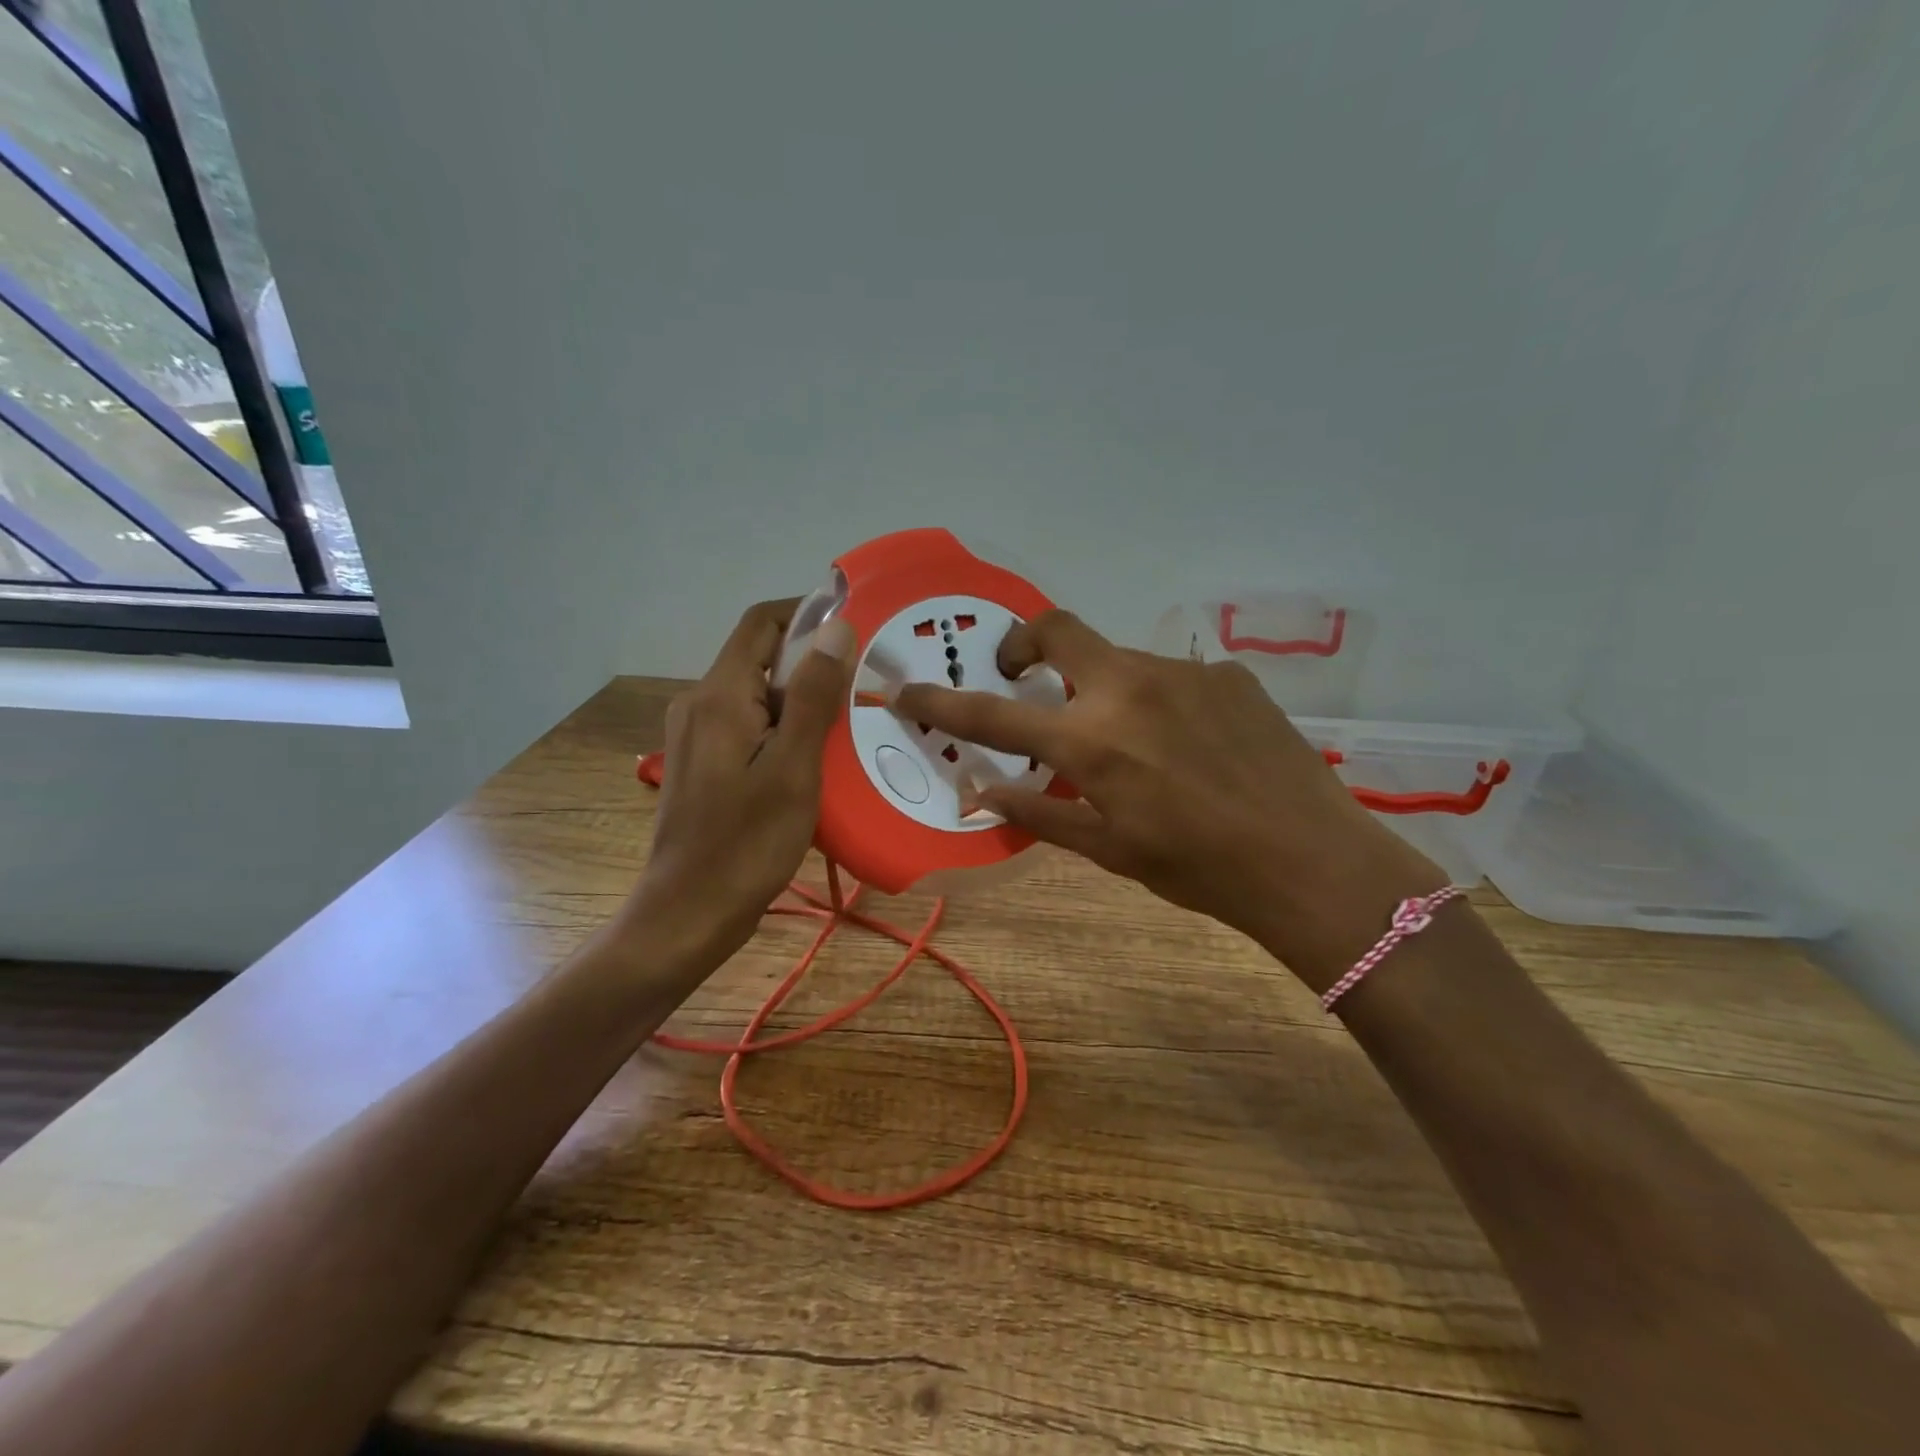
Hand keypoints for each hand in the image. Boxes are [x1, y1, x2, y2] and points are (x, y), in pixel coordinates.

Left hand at [631, 599, 855, 966]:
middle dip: (814, 665)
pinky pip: (752, 728)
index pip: (762, 624)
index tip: (857, 629)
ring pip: (760, 696)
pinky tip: (820, 760)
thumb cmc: (746, 843)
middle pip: (762, 659)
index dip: (808, 613)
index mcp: (720, 695)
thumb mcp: (793, 768)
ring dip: (805, 702)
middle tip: (867, 686)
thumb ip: (815, 696)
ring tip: (853, 725)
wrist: (688, 914)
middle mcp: (701, 704)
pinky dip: (787, 731)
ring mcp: (699, 736)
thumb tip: (837, 628)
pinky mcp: (706, 764)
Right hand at [897, 611, 1443, 987]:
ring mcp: (1183, 672)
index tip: (907, 692)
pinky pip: (1171, 676)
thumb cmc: (1197, 868)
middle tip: (1023, 677)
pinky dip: (1156, 701)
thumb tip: (980, 793)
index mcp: (1092, 741)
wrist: (1310, 861)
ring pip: (1118, 660)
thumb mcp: (1108, 850)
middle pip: (1057, 629)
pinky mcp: (1227, 674)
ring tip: (1131, 742)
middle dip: (1024, 644)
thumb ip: (1039, 812)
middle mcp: (1130, 689)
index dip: (941, 704)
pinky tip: (1187, 743)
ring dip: (1103, 688)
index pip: (993, 715)